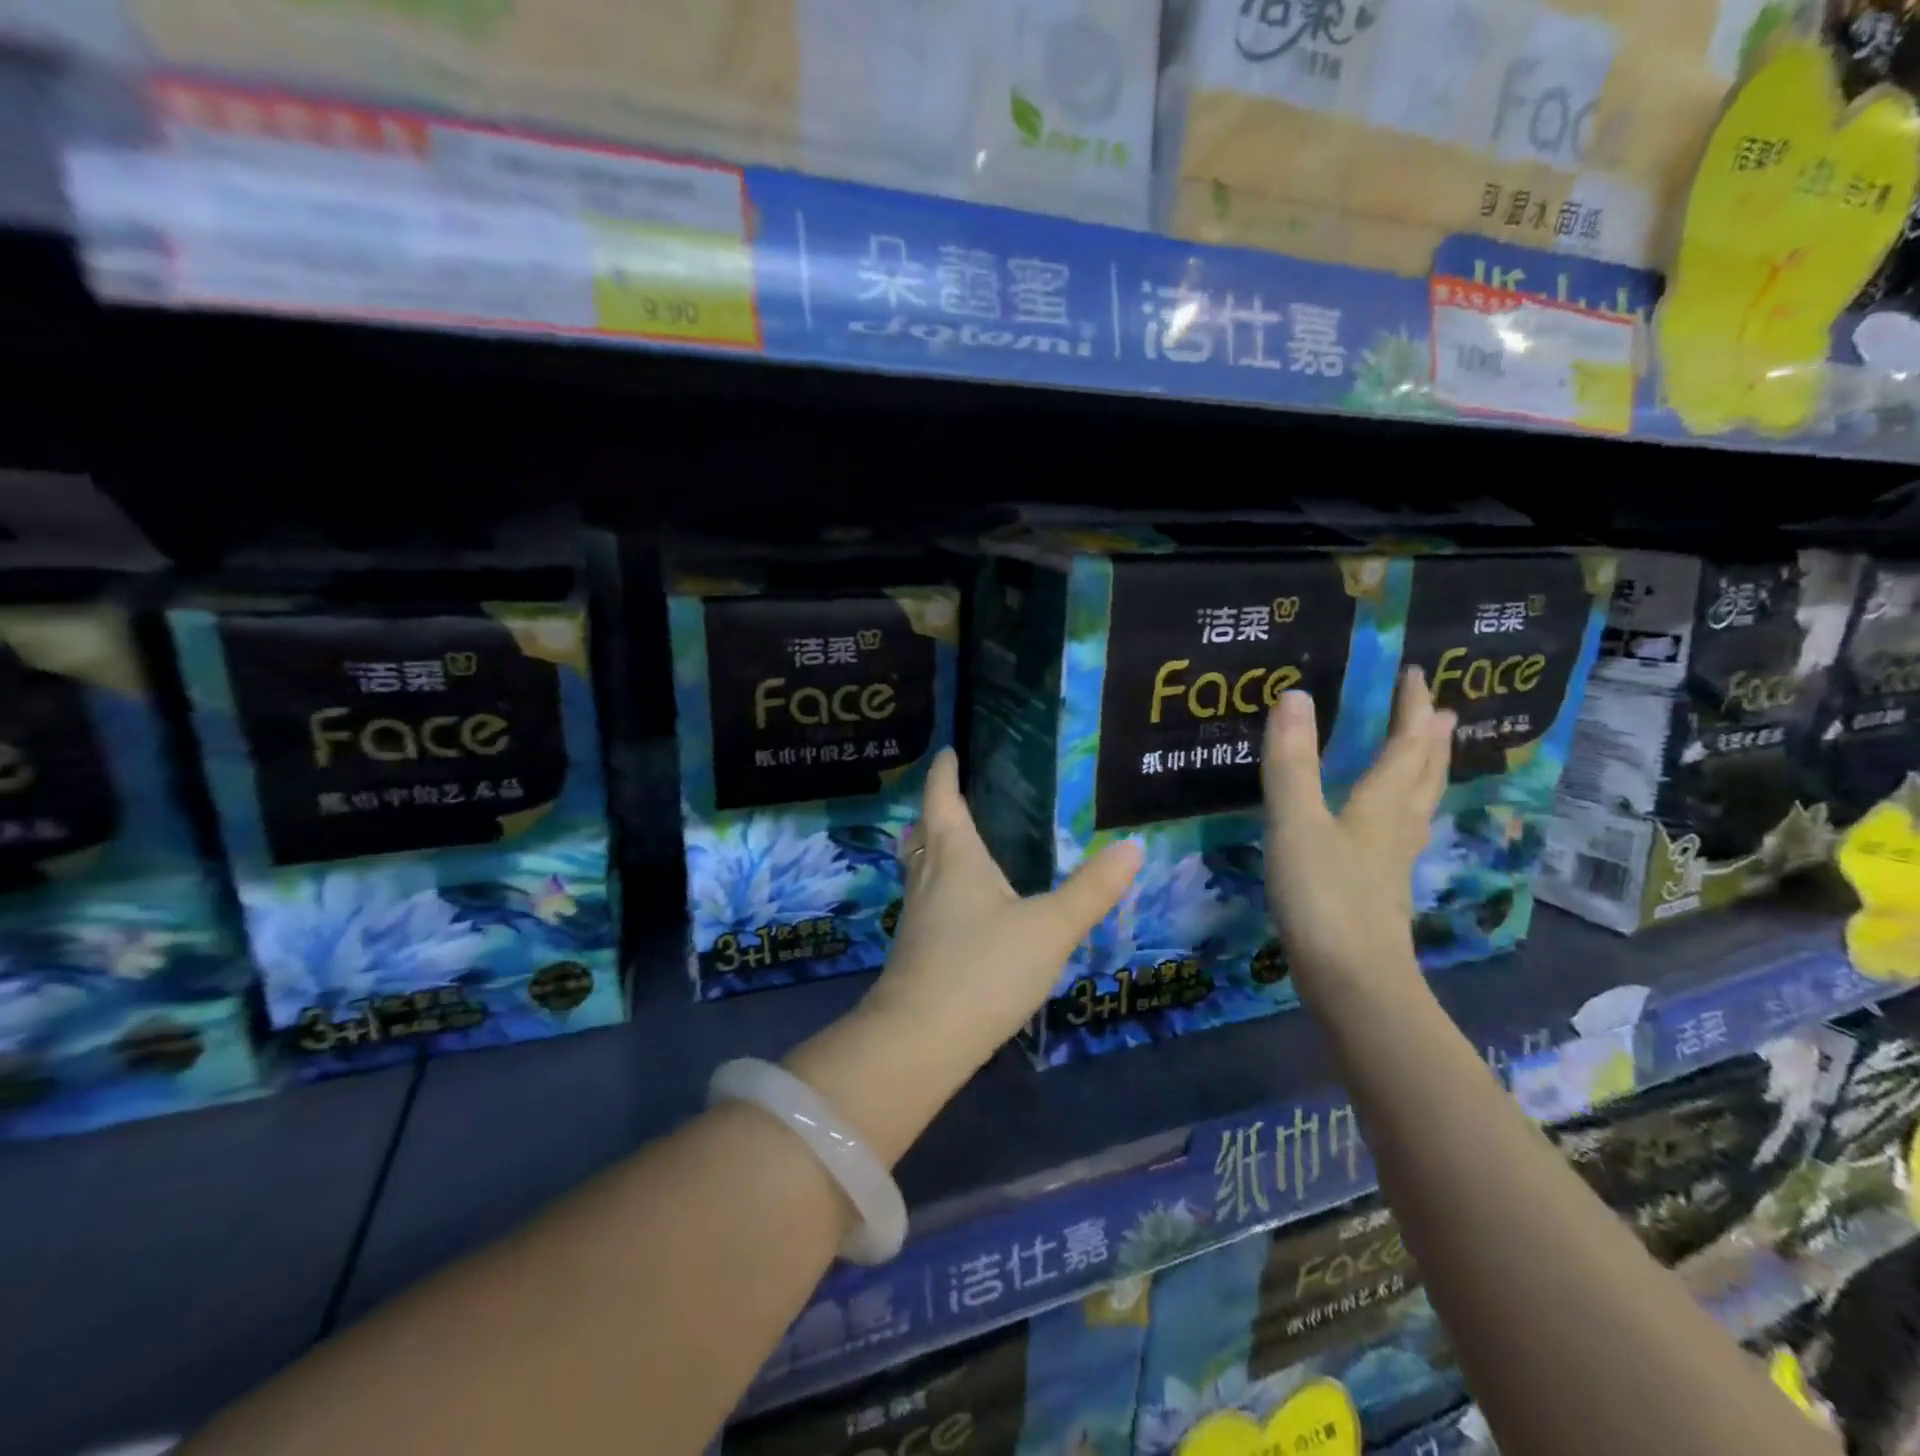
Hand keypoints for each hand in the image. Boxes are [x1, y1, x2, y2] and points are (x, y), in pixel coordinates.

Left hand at [862, 748, 1142, 1071]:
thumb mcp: (1050, 927)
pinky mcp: (916, 948)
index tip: (947, 751)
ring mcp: (917, 914)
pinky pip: (927, 897)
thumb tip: (1132, 846)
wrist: (920, 1040)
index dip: (944, 772)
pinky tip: (963, 904)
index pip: (943, 799)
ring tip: (960, 842)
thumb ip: (1092, 890)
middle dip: (936, 809)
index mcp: (954, 856)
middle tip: (956, 795)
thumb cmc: (984, 968)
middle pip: (924, 830)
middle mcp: (928, 876)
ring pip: (920, 865)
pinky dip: (940, 882)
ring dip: (934, 846)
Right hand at [1262, 667, 1454, 1009]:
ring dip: (1424, 773)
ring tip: (1425, 756)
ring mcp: (1392, 862)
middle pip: (1423, 774)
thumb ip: (1291, 761)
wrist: (1351, 979)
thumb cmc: (1323, 894)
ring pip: (1418, 806)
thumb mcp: (1296, 821)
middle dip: (1429, 739)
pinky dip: (1403, 810)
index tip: (1416, 674)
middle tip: (1438, 711)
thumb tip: (1295, 695)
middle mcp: (1397, 827)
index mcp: (1381, 804)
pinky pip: (1401, 833)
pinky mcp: (1380, 890)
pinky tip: (1388, 826)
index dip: (1410, 708)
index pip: (1405, 745)